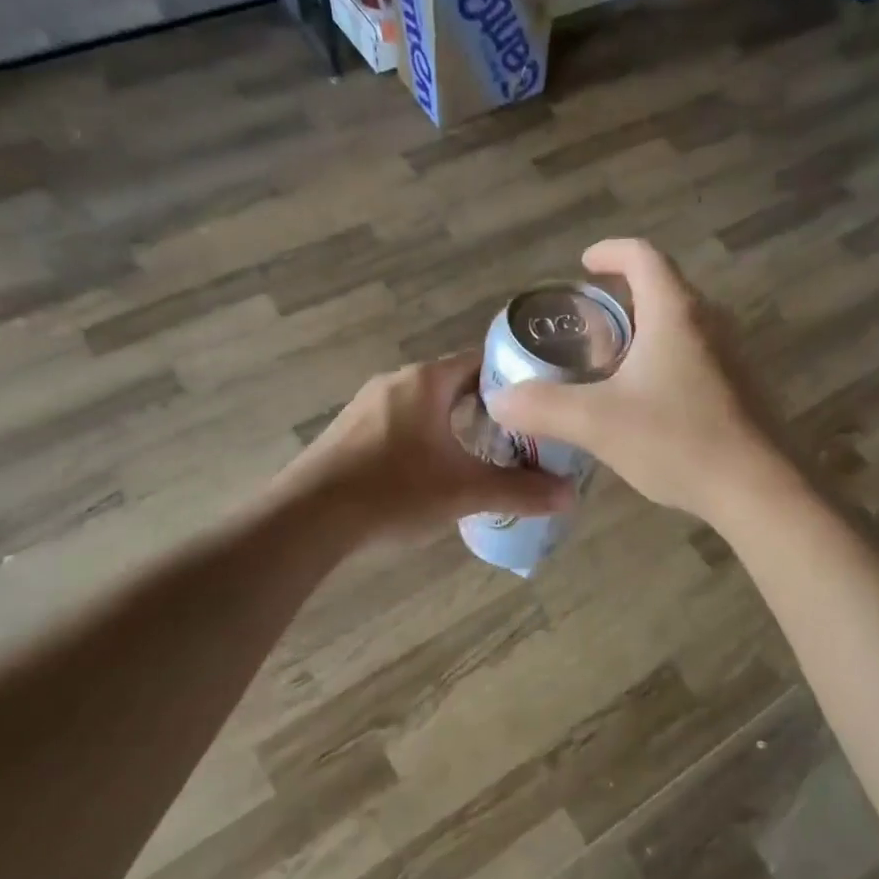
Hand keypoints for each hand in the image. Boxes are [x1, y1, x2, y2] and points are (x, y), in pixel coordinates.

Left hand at [287, 353, 571, 540]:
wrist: (307, 518)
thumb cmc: (393, 491)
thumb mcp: (463, 492)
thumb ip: (519, 490)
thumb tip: (570, 496)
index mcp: (426, 380)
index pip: (481, 361)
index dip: (514, 378)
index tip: (540, 402)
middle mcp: (396, 381)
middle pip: (455, 382)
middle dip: (488, 406)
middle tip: (520, 434)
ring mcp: (367, 404)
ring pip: (426, 404)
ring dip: (454, 423)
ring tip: (483, 453)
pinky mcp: (350, 430)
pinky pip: (401, 421)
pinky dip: (425, 436)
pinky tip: (433, 470)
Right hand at [489, 239, 795, 523]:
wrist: (759, 490)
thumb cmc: (678, 440)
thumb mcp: (597, 423)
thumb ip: (543, 407)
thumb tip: (500, 399)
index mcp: (675, 312)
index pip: (642, 256)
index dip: (610, 251)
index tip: (584, 264)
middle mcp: (709, 321)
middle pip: (663, 288)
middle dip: (622, 297)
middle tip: (587, 323)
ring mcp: (732, 355)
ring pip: (680, 324)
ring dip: (645, 331)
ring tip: (610, 362)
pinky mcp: (742, 387)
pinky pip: (696, 355)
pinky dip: (665, 359)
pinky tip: (646, 402)